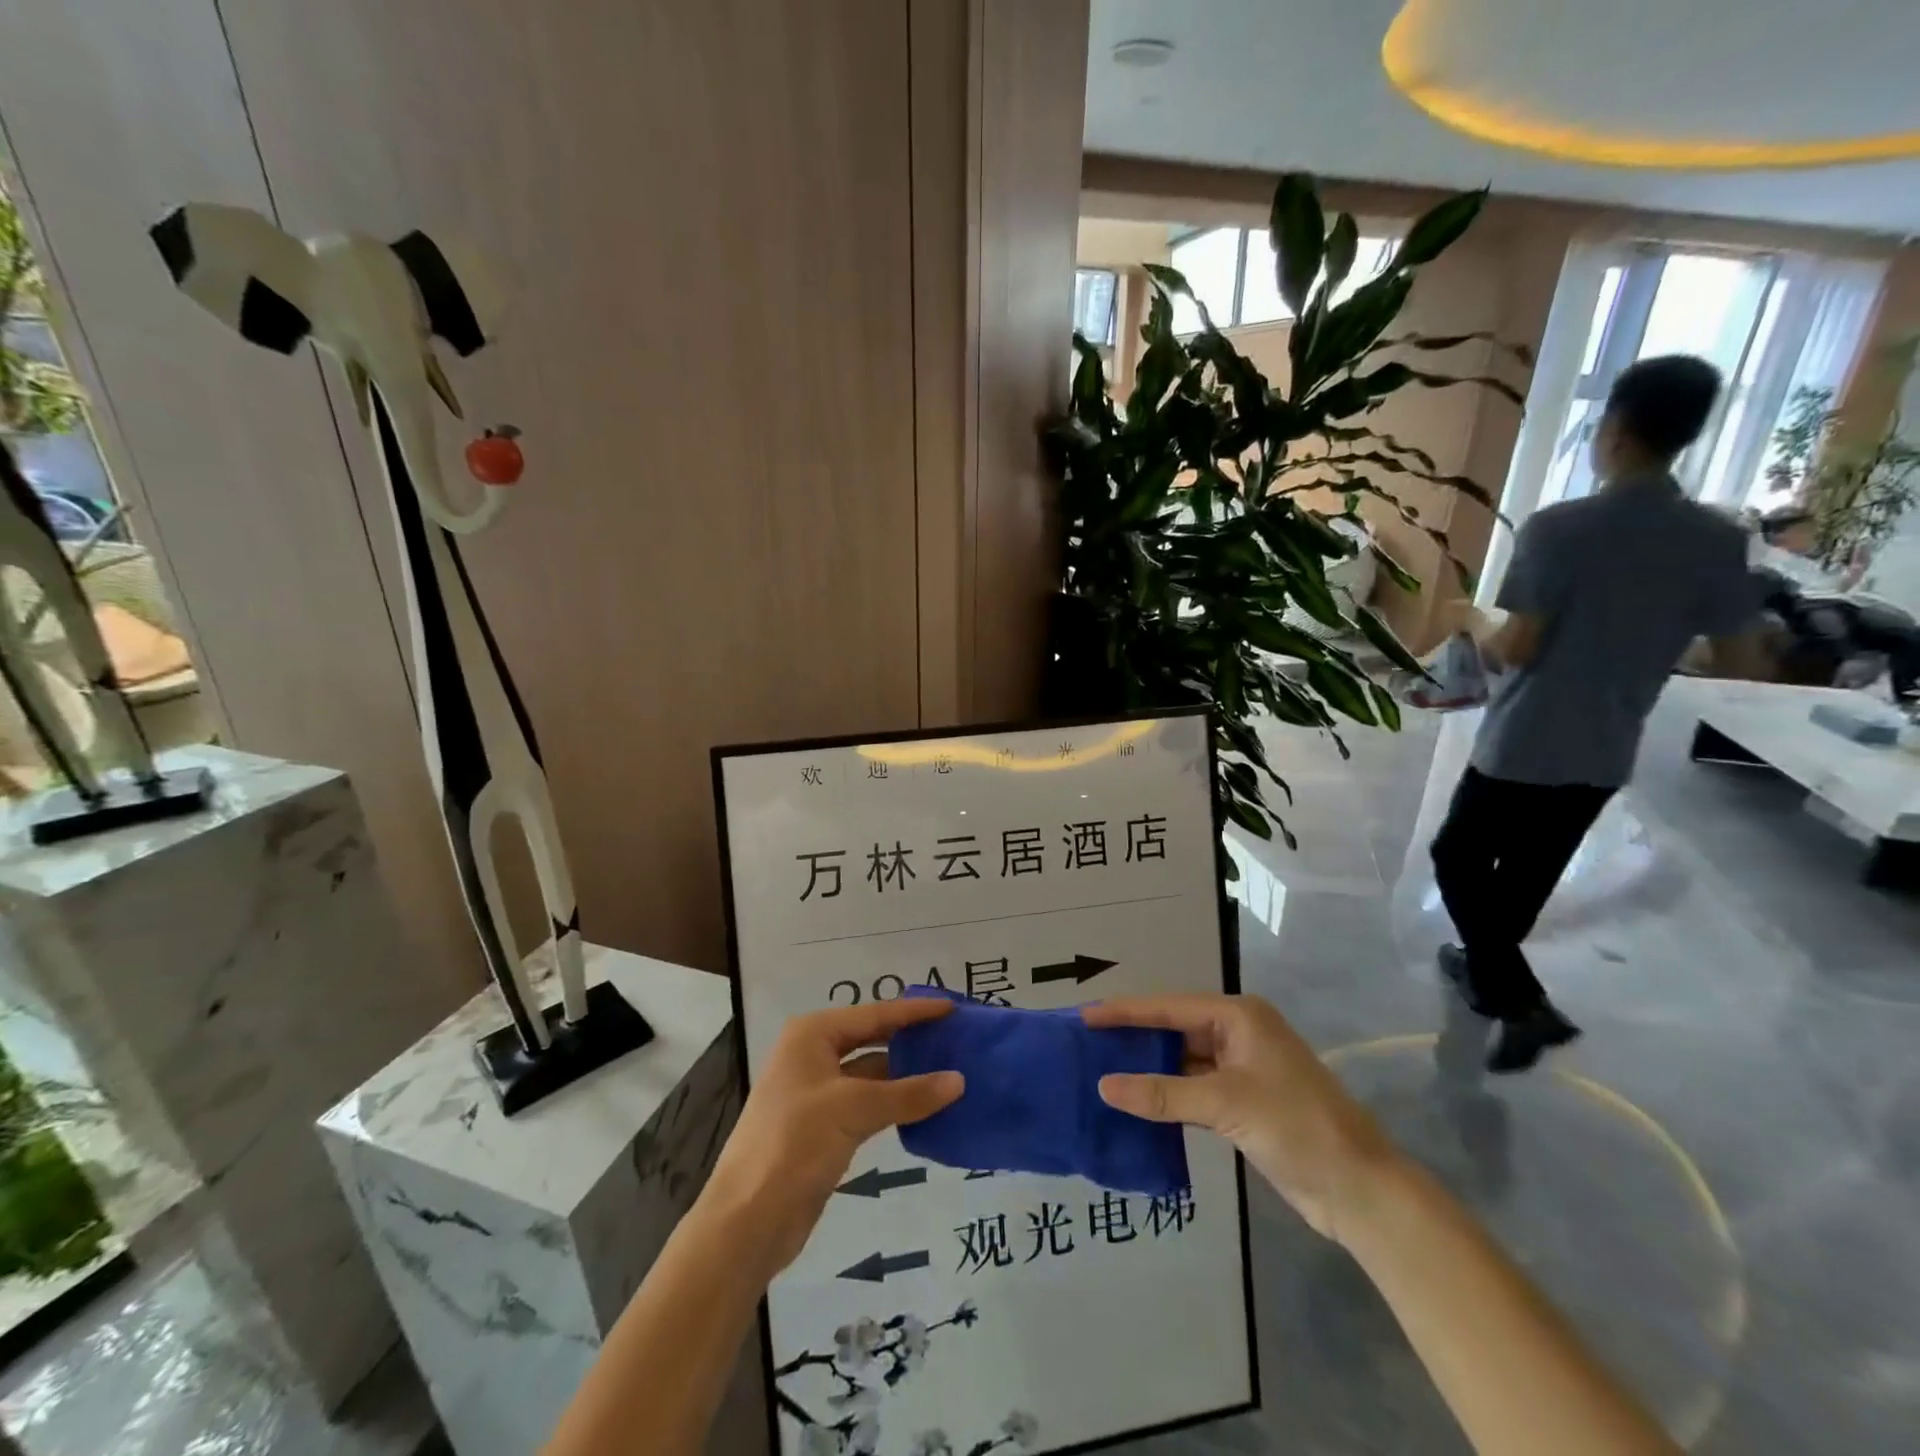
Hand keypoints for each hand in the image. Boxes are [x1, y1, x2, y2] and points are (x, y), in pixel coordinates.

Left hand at [703, 998, 962, 1276]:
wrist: (747, 1220)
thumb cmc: (794, 1144)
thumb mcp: (854, 1110)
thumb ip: (908, 1093)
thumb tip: (959, 1081)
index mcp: (812, 1035)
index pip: (874, 1014)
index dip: (914, 1011)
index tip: (952, 1007)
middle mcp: (813, 1054)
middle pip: (872, 1038)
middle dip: (911, 1039)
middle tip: (955, 1037)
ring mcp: (817, 1091)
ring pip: (872, 1073)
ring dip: (907, 1074)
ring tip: (951, 1071)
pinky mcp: (824, 1126)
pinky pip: (868, 1103)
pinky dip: (895, 1102)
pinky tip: (926, 1106)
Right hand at [1084, 994, 1396, 1241]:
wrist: (1360, 1190)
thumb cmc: (1297, 1127)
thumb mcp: (1226, 1104)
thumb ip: (1163, 1093)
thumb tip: (1104, 1086)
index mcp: (1238, 1016)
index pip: (1168, 1007)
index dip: (1125, 1012)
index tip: (1083, 1016)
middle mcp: (1238, 1033)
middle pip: (1173, 1030)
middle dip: (1133, 1038)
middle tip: (1086, 1044)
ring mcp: (1241, 1068)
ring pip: (1181, 1061)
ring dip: (1148, 1068)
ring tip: (1101, 1071)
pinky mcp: (1242, 1101)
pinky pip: (1192, 1088)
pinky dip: (1166, 1094)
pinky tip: (1136, 1102)